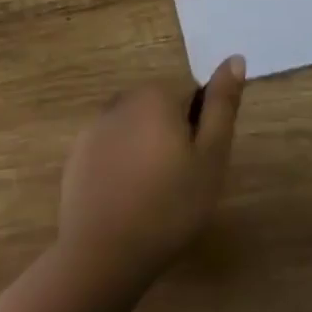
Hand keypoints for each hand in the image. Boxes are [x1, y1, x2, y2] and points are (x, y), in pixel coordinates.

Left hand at [56, 56, 247, 287]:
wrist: (104, 253)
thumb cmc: (169, 205)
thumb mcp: (211, 157)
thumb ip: (222, 105)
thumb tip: (234, 58)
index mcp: (156, 95)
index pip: (192, 97)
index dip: (200, 131)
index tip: (198, 166)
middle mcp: (122, 100)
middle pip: (161, 110)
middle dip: (173, 137)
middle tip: (181, 183)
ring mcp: (94, 127)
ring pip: (135, 130)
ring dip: (147, 150)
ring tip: (153, 195)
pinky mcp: (77, 155)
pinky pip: (110, 150)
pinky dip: (121, 166)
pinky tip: (127, 200)